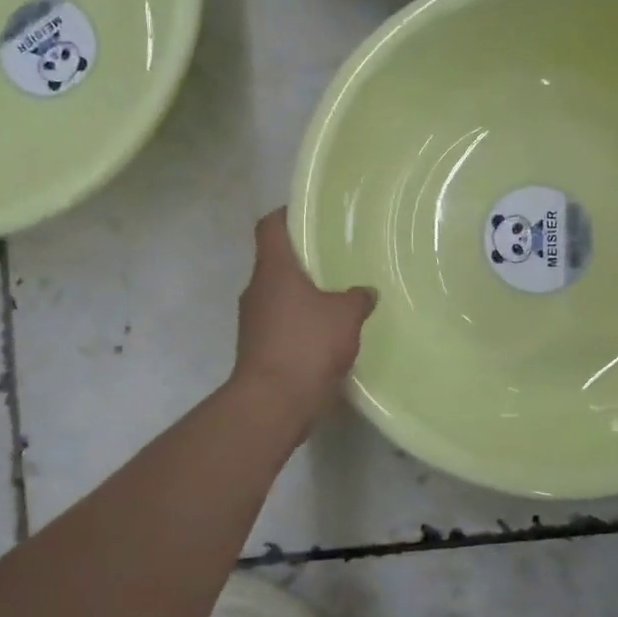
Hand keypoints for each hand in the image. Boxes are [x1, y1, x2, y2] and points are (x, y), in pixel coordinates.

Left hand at [233, 209, 375, 420]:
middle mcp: (256, 289)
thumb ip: (357, 298)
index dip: (286, 214)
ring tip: (336, 297)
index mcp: (273, 269)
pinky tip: (326, 333)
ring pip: (278, 295)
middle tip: (336, 258)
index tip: (310, 214)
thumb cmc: (307, 344)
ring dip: (302, 295)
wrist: (273, 402)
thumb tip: (365, 292)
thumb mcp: (345, 315)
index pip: (270, 226)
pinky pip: (280, 324)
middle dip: (303, 259)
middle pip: (276, 261)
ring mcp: (252, 320)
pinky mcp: (257, 348)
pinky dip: (299, 323)